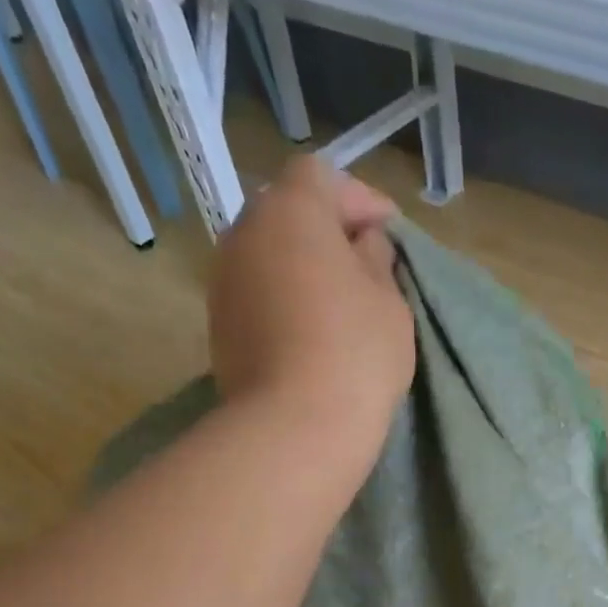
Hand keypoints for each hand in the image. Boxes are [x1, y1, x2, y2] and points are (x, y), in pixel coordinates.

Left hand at [208, 156, 414, 445]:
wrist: (295, 428)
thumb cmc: (356, 354)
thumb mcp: (389, 302)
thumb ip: (377, 261)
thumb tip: (362, 246)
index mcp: (290, 211)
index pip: (323, 178)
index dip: (360, 199)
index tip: (389, 233)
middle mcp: (244, 232)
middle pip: (288, 214)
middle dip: (326, 232)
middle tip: (364, 267)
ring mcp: (223, 281)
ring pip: (269, 257)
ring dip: (301, 269)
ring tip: (336, 305)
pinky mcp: (218, 327)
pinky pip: (257, 296)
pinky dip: (282, 302)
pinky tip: (309, 335)